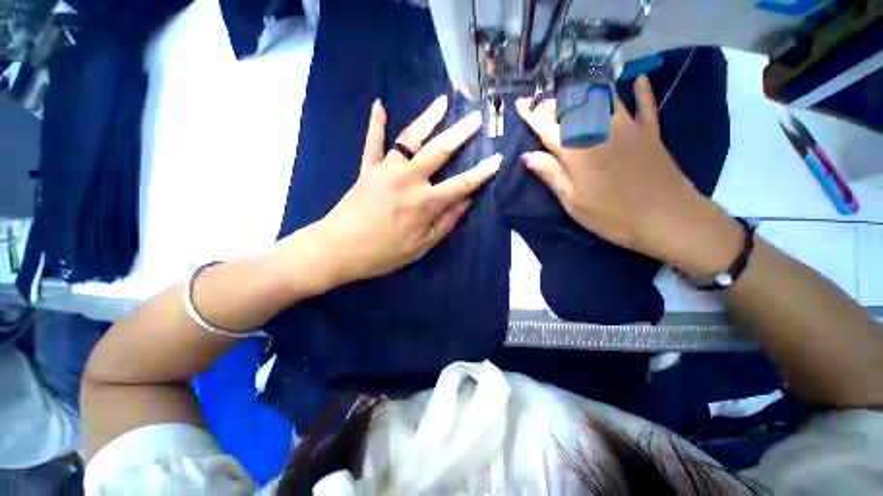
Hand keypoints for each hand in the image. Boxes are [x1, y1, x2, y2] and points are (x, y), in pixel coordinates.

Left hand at [308, 95, 500, 285]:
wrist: (338, 249)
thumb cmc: (383, 253)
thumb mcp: (421, 246)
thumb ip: (445, 223)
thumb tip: (466, 202)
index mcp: (425, 203)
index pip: (462, 184)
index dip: (482, 173)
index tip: (497, 159)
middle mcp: (409, 179)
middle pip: (439, 151)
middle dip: (461, 133)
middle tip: (476, 118)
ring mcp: (386, 170)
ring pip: (410, 138)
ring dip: (428, 118)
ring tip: (442, 101)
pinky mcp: (367, 169)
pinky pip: (372, 142)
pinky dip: (376, 124)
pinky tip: (380, 105)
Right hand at [516, 76, 741, 275]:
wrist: (666, 218)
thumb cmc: (611, 215)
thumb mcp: (572, 201)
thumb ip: (550, 174)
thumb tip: (527, 156)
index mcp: (576, 152)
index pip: (547, 128)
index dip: (531, 116)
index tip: (520, 105)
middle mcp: (599, 131)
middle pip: (572, 107)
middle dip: (553, 102)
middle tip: (541, 103)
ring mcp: (628, 127)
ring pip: (603, 98)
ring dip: (585, 92)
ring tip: (572, 93)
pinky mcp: (650, 132)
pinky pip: (646, 105)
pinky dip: (642, 91)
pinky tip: (638, 80)